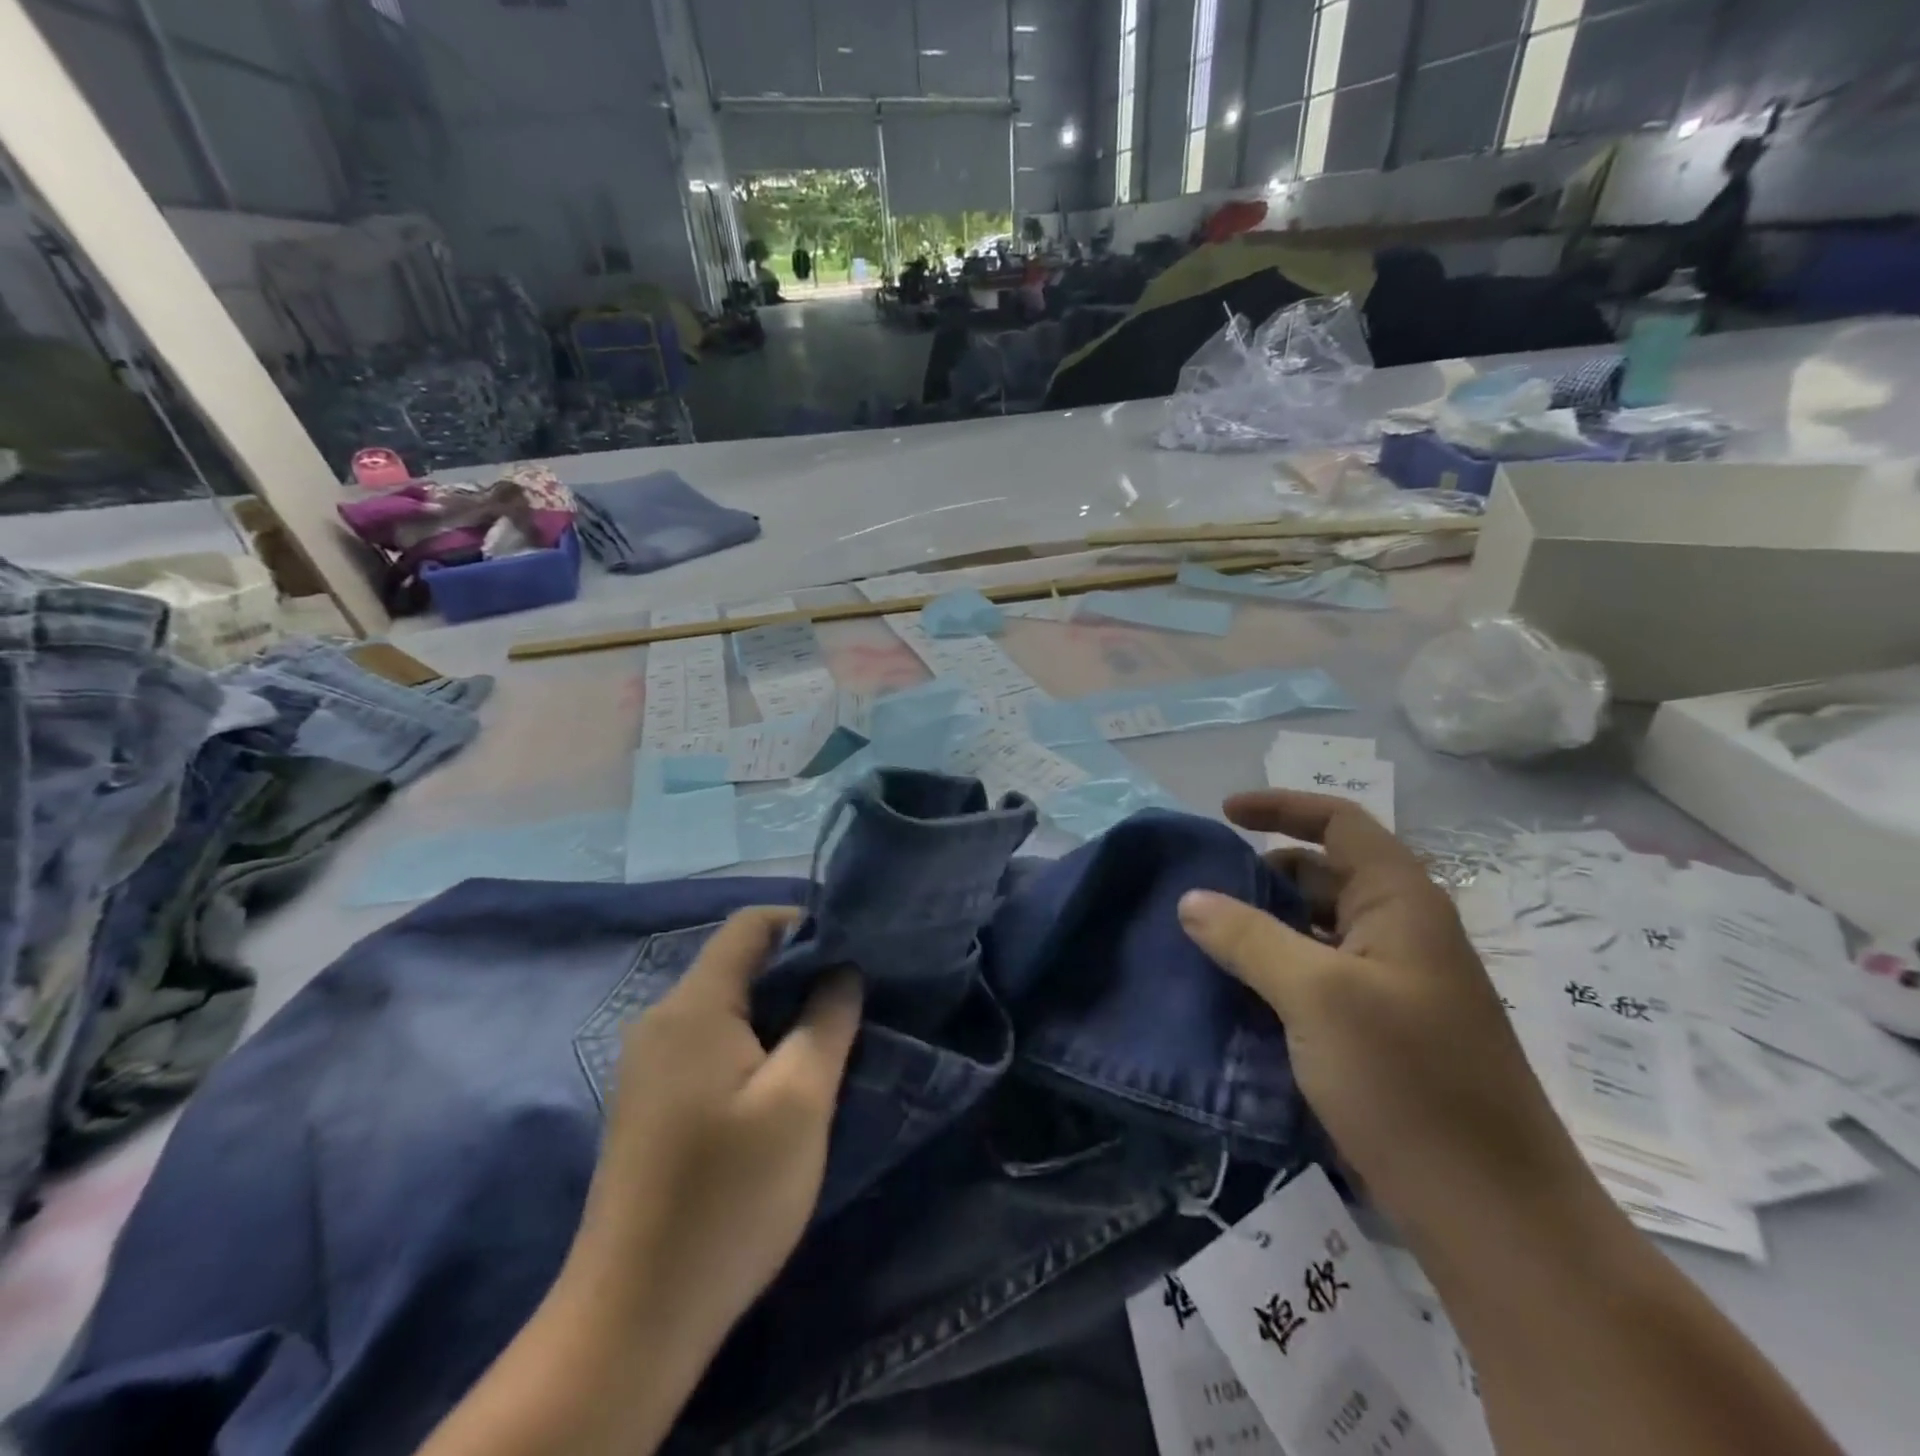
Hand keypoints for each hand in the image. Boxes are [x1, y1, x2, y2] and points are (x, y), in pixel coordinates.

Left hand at [562, 907, 862, 1361]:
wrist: (632, 1319)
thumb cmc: (728, 1195)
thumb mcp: (800, 1100)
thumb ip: (827, 1020)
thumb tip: (842, 970)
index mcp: (693, 1006)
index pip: (750, 925)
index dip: (804, 924)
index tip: (852, 951)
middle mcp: (661, 1020)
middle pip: (737, 965)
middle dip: (797, 973)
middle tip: (850, 1003)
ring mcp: (648, 1064)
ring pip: (725, 1008)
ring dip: (777, 1014)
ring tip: (825, 1043)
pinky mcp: (648, 1103)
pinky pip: (708, 1046)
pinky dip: (751, 1046)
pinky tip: (779, 1086)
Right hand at [1177, 791, 1598, 1246]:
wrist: (1496, 1216)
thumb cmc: (1410, 1083)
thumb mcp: (1317, 997)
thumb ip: (1248, 938)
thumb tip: (1190, 899)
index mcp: (1401, 903)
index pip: (1339, 823)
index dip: (1282, 807)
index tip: (1223, 813)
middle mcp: (1402, 932)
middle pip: (1324, 874)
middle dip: (1262, 874)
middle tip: (1201, 892)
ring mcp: (1395, 985)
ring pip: (1317, 930)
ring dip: (1264, 926)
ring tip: (1204, 940)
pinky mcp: (1384, 1031)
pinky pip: (1318, 976)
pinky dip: (1276, 970)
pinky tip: (1235, 993)